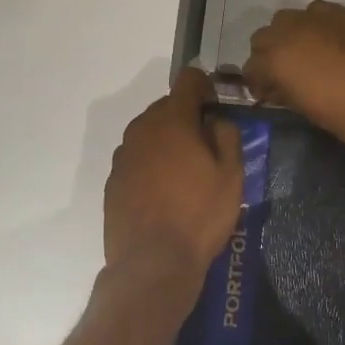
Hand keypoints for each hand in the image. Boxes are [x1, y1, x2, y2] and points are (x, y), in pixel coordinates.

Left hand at [103, 68, 243, 299]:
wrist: (152, 264)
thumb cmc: (199, 215)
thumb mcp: (231, 175)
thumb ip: (227, 135)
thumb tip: (215, 119)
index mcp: (172, 119)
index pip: (189, 80)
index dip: (207, 87)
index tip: (217, 109)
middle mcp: (142, 128)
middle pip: (168, 107)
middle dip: (188, 118)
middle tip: (207, 148)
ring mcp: (123, 155)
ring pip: (151, 133)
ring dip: (168, 142)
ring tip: (186, 175)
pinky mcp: (113, 180)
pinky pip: (138, 159)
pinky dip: (152, 165)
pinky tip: (165, 194)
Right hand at [242, 1, 344, 158]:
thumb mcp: (309, 111)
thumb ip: (286, 92)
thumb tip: (277, 86)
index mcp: (278, 59)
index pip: (251, 65)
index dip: (257, 81)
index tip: (269, 93)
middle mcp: (292, 30)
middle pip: (264, 35)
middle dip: (270, 53)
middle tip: (286, 74)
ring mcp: (322, 17)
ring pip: (290, 18)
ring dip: (292, 34)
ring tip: (309, 54)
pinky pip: (320, 12)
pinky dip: (318, 25)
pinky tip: (333, 42)